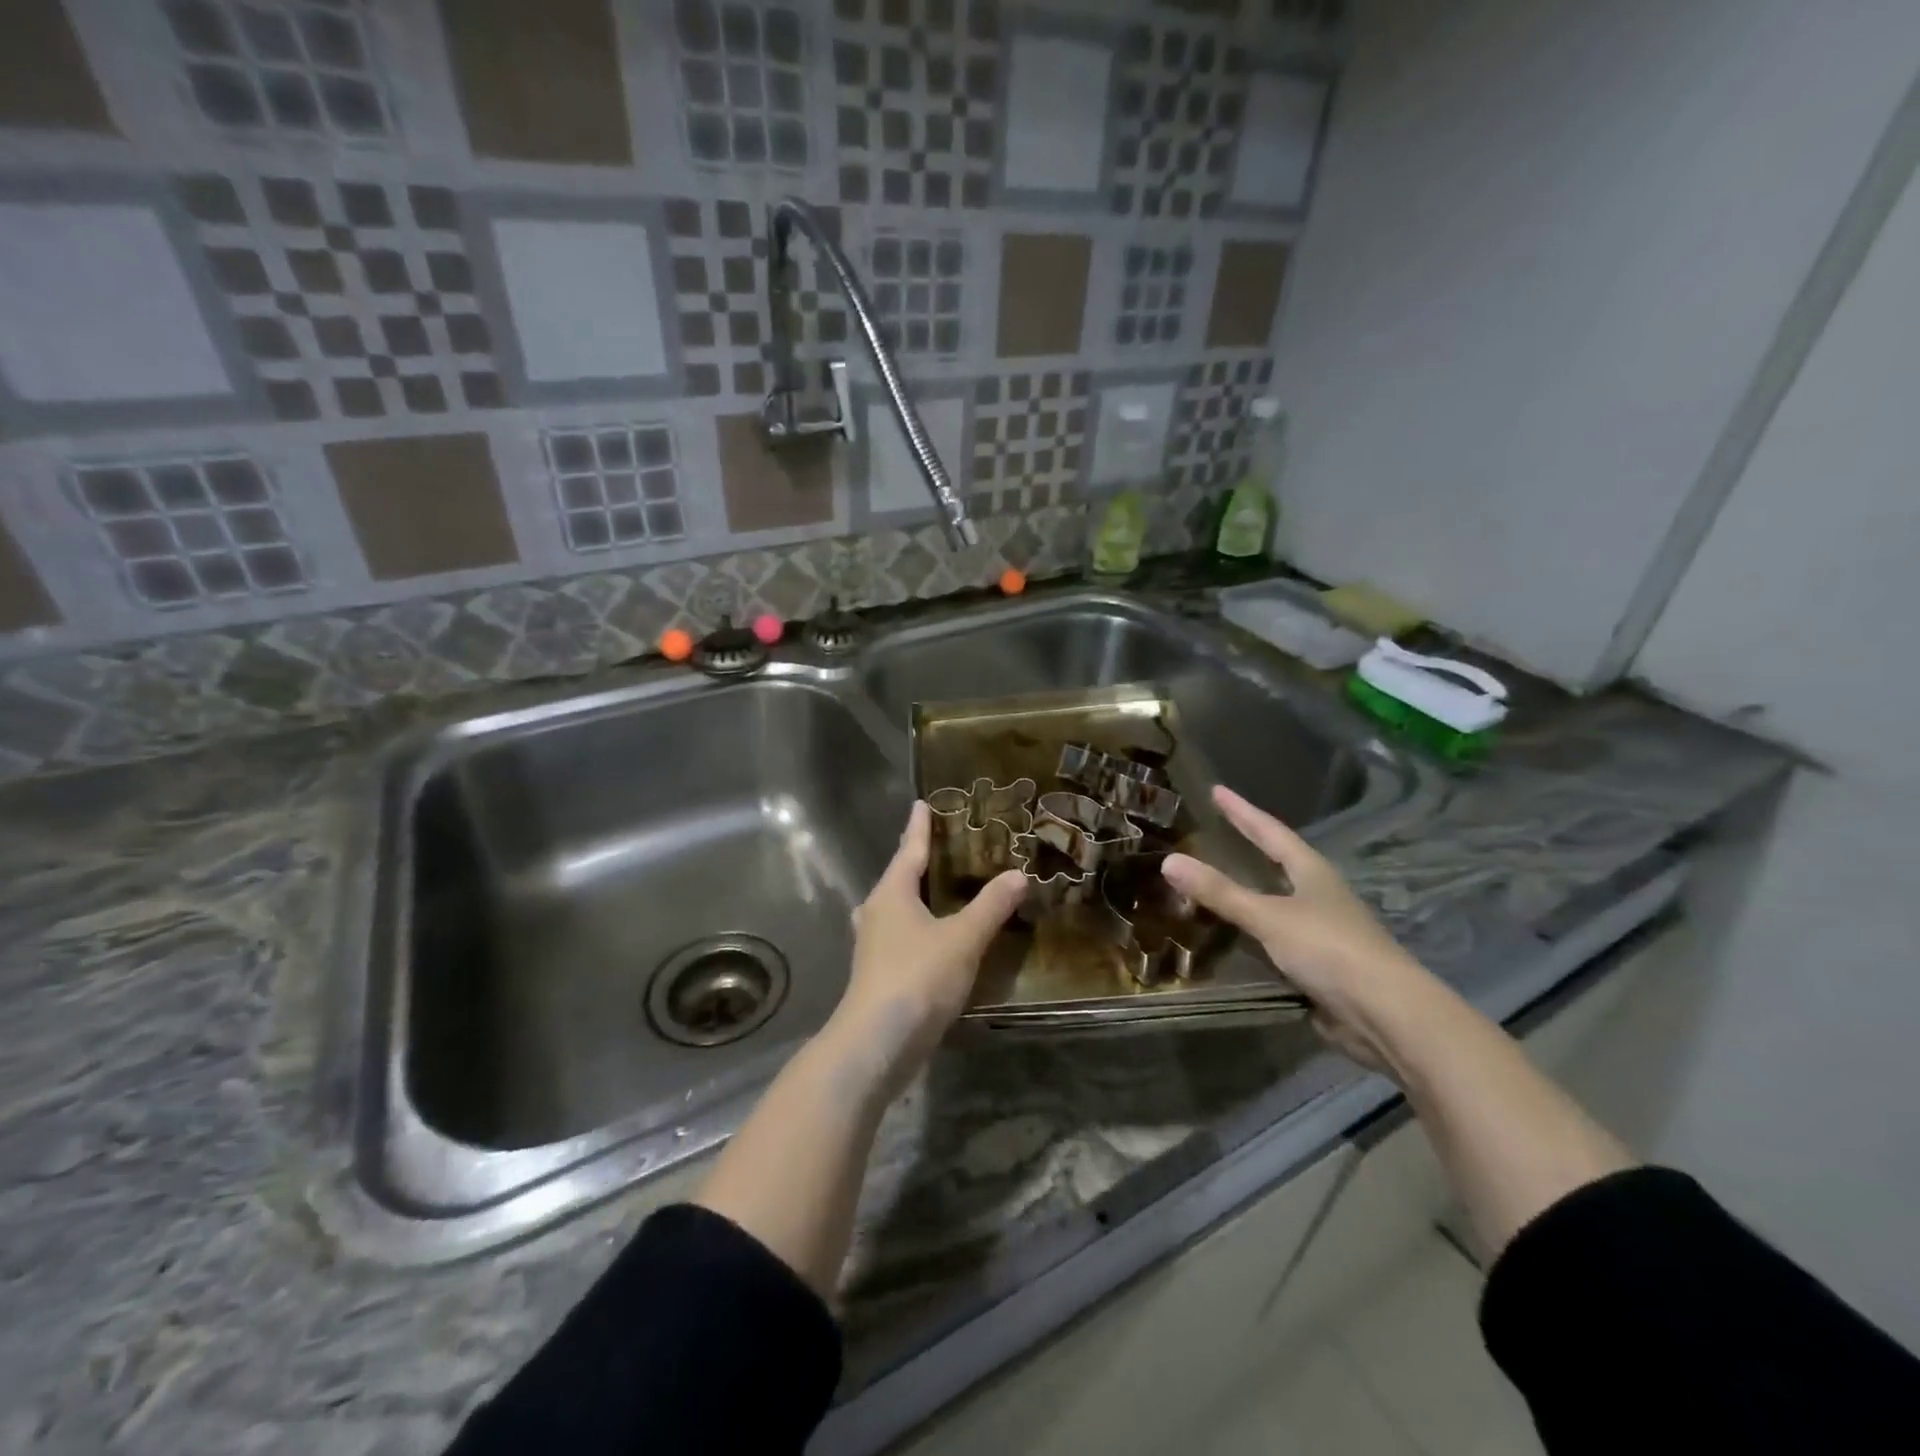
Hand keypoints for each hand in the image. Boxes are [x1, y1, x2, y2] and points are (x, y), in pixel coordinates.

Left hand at [827, 801, 1026, 1095]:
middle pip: (899, 877)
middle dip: (918, 860)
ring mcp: (874, 945)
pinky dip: (920, 927)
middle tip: (942, 846)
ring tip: (940, 889)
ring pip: (897, 908)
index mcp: (892, 893)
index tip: (922, 803)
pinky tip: (935, 937)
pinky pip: (902, 936)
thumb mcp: (963, 938)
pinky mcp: (879, 973)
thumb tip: (1019, 874)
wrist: (877, 1042)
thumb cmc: (917, 977)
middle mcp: (877, 912)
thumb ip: (991, 906)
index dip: (919, 826)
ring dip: (917, 896)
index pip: (909, 849)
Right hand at [1163, 786, 1431, 1067]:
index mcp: (1312, 872)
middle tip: (1219, 831)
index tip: (1217, 790)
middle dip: (1251, 847)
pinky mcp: (1322, 965)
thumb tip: (1169, 861)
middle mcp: (1320, 895)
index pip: (1270, 831)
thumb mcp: (1268, 917)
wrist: (1387, 1014)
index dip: (1242, 811)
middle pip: (1280, 862)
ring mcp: (1324, 931)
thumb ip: (1220, 892)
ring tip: (1218, 882)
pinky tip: (1234, 939)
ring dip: (1250, 893)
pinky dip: (1254, 933)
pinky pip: (1277, 940)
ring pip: (1279, 902)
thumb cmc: (1330, 949)